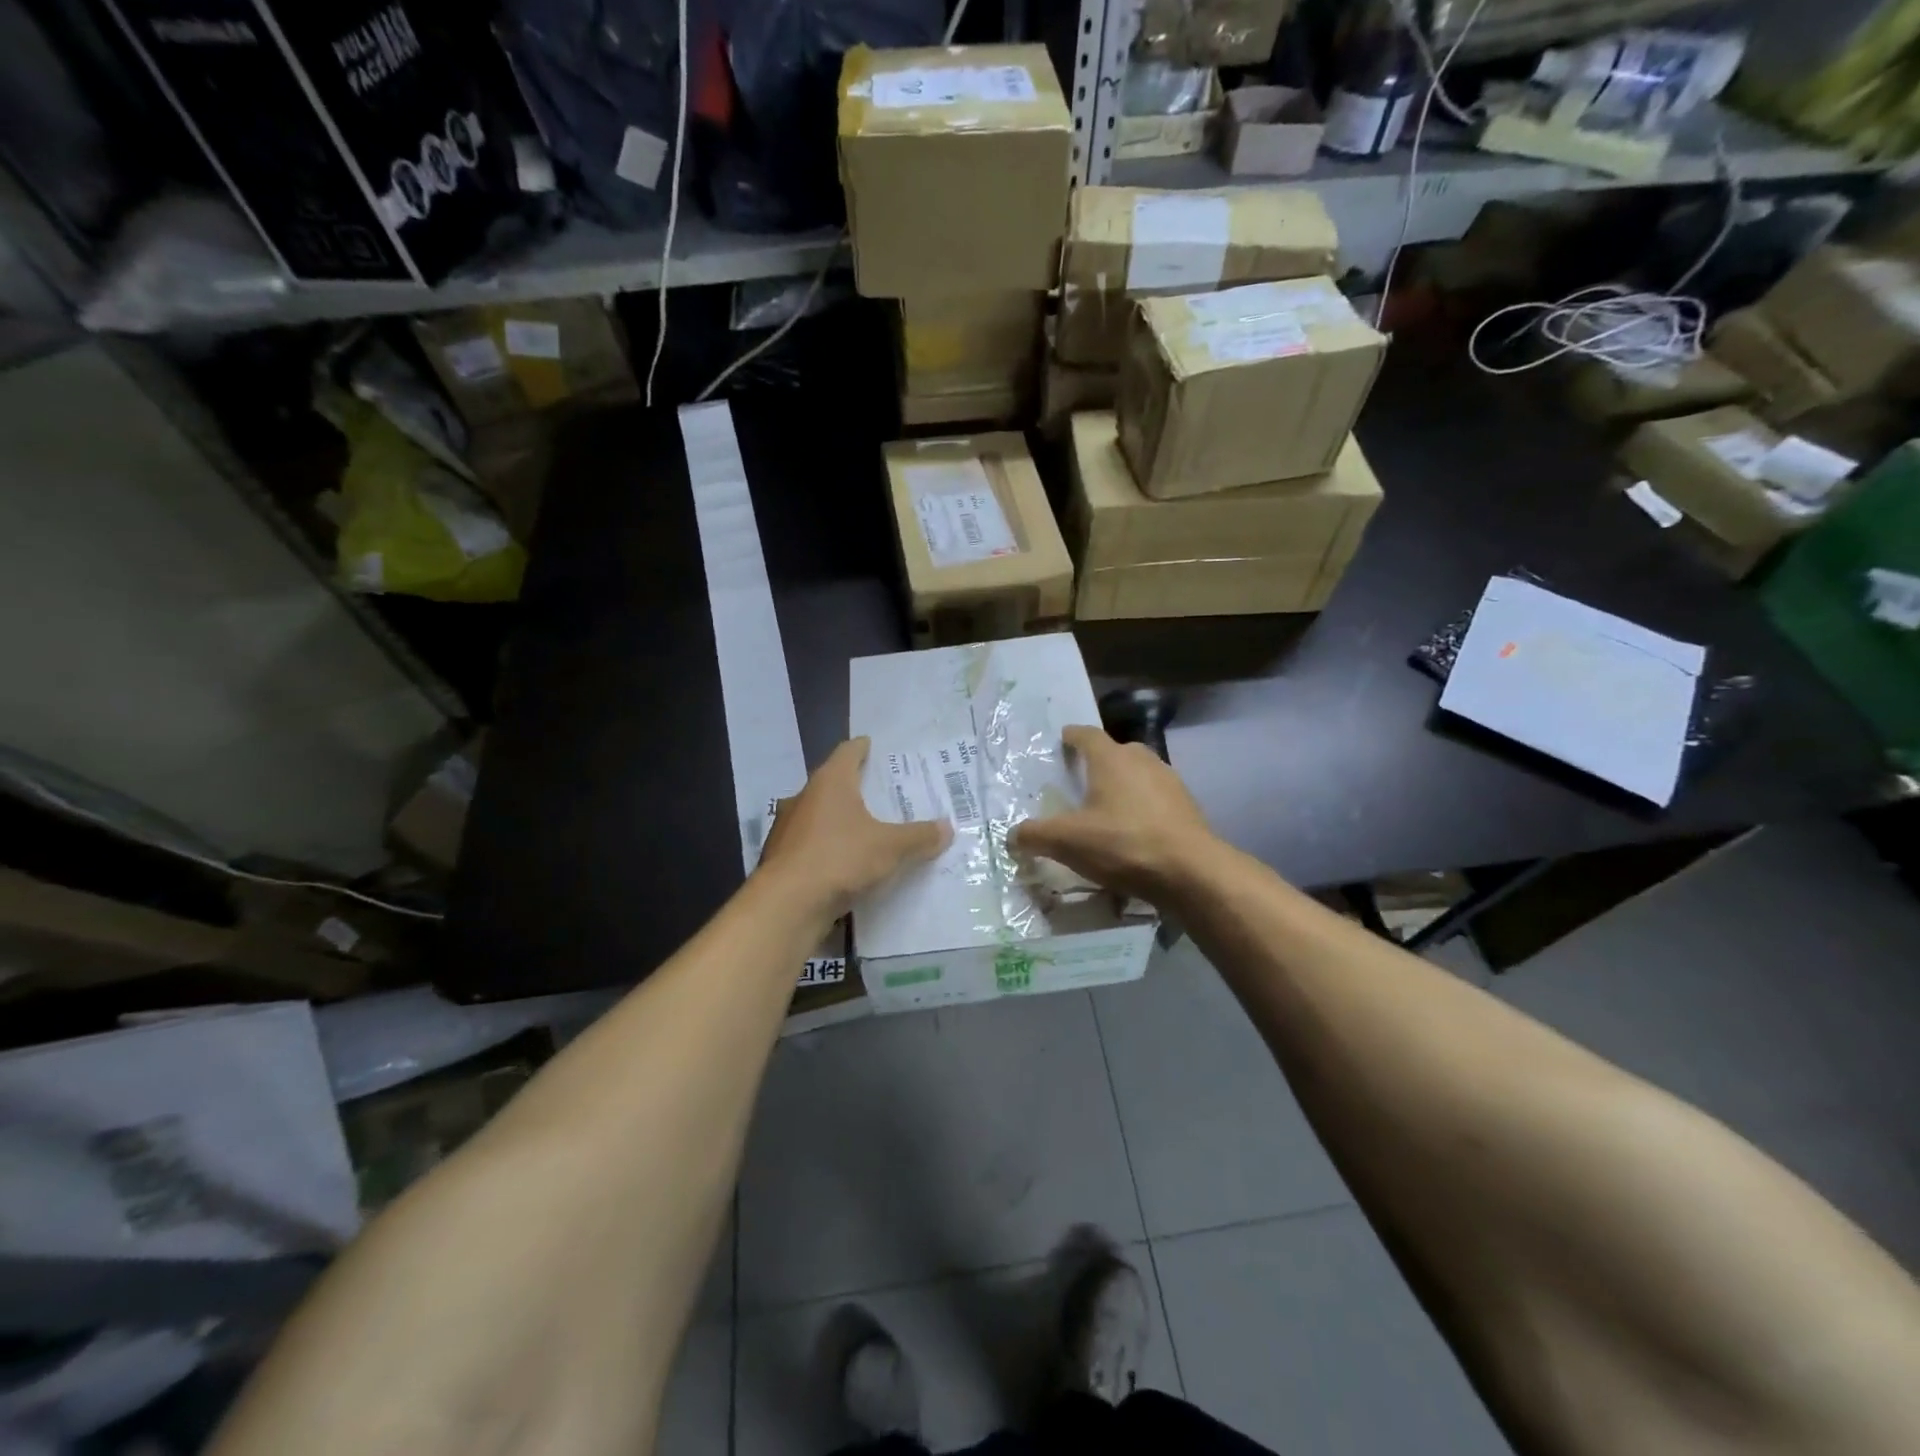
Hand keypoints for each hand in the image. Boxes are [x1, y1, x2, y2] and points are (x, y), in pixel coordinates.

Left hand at [756, 738, 950, 917]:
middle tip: (882, 794)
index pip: (848, 752)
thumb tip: (947, 828)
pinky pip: (811, 845)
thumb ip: (919, 836)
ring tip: (867, 831)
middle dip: (855, 788)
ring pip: (819, 816)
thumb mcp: (890, 848)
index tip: (874, 747)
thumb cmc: (840, 859)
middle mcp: (804, 798)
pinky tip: (845, 864)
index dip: (863, 748)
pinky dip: (828, 848)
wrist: (786, 905)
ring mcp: (788, 828)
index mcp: (830, 782)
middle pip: (833, 784)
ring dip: (839, 821)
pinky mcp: (781, 858)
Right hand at [1007, 725, 1216, 901]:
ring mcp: (1170, 782)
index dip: (1072, 736)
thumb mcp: (1068, 842)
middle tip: (1081, 780)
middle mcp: (1142, 761)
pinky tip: (1134, 832)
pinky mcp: (1188, 808)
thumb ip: (1035, 835)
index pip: (1087, 734)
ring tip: (1108, 808)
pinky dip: (1143, 808)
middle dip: (1099, 762)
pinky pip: (1157, 799)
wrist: (1191, 872)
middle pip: (1116, 752)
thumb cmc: (1123, 844)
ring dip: (1124, 785)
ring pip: (1140, 775)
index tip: (1062, 740)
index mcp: (1111, 759)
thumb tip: (1012, 836)